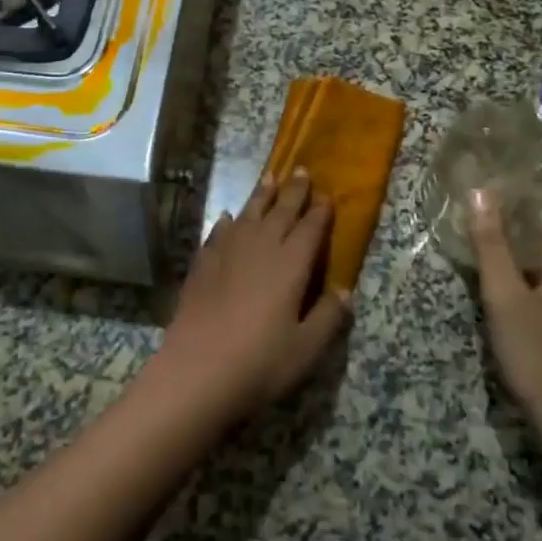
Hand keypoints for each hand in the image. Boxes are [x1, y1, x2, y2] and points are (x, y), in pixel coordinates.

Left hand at [153, 169, 351, 424]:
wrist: (197, 369)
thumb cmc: (260, 362)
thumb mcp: (306, 348)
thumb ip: (328, 317)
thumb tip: (345, 291)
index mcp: (290, 264)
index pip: (310, 228)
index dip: (320, 211)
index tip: (327, 194)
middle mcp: (260, 248)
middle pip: (280, 211)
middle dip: (293, 191)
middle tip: (301, 170)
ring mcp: (227, 252)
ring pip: (249, 214)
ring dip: (261, 195)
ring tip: (269, 178)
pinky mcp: (203, 263)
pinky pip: (218, 232)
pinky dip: (227, 222)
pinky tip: (227, 218)